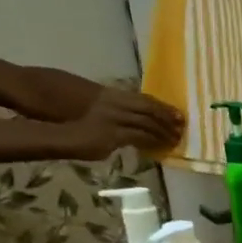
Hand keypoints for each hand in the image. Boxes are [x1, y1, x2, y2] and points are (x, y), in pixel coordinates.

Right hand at [60, 90, 183, 159]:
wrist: (60, 135)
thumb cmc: (76, 126)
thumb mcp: (99, 115)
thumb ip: (118, 117)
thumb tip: (135, 127)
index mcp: (111, 96)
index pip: (144, 99)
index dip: (163, 106)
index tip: (178, 114)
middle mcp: (114, 104)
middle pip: (149, 109)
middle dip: (167, 118)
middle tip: (181, 127)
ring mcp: (114, 118)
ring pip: (147, 123)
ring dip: (163, 132)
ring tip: (174, 140)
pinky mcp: (114, 133)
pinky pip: (140, 136)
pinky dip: (153, 141)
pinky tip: (160, 146)